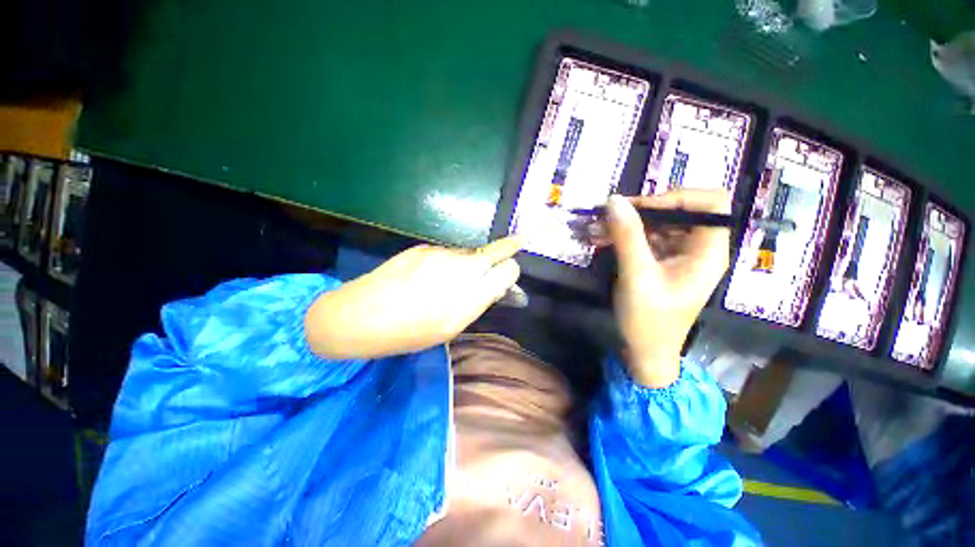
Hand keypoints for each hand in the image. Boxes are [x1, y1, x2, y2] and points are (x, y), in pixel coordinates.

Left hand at [305, 236, 523, 359]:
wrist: (359, 315)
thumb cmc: (408, 333)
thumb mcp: (450, 327)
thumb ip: (477, 302)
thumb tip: (496, 286)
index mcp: (469, 297)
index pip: (508, 270)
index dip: (511, 271)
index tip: (509, 274)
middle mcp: (460, 269)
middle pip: (497, 251)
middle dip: (505, 253)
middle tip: (505, 257)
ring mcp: (440, 254)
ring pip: (470, 253)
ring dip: (470, 264)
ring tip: (447, 282)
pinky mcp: (423, 247)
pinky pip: (447, 253)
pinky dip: (448, 263)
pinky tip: (428, 277)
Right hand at [605, 191, 730, 386]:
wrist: (645, 353)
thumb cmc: (649, 319)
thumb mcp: (637, 275)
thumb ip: (627, 236)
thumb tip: (614, 200)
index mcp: (708, 251)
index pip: (710, 203)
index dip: (678, 197)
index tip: (640, 208)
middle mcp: (699, 249)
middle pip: (682, 211)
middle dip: (644, 210)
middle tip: (610, 215)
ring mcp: (681, 256)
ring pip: (661, 224)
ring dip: (630, 223)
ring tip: (599, 228)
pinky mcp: (663, 263)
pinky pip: (648, 239)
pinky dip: (627, 236)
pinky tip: (603, 239)